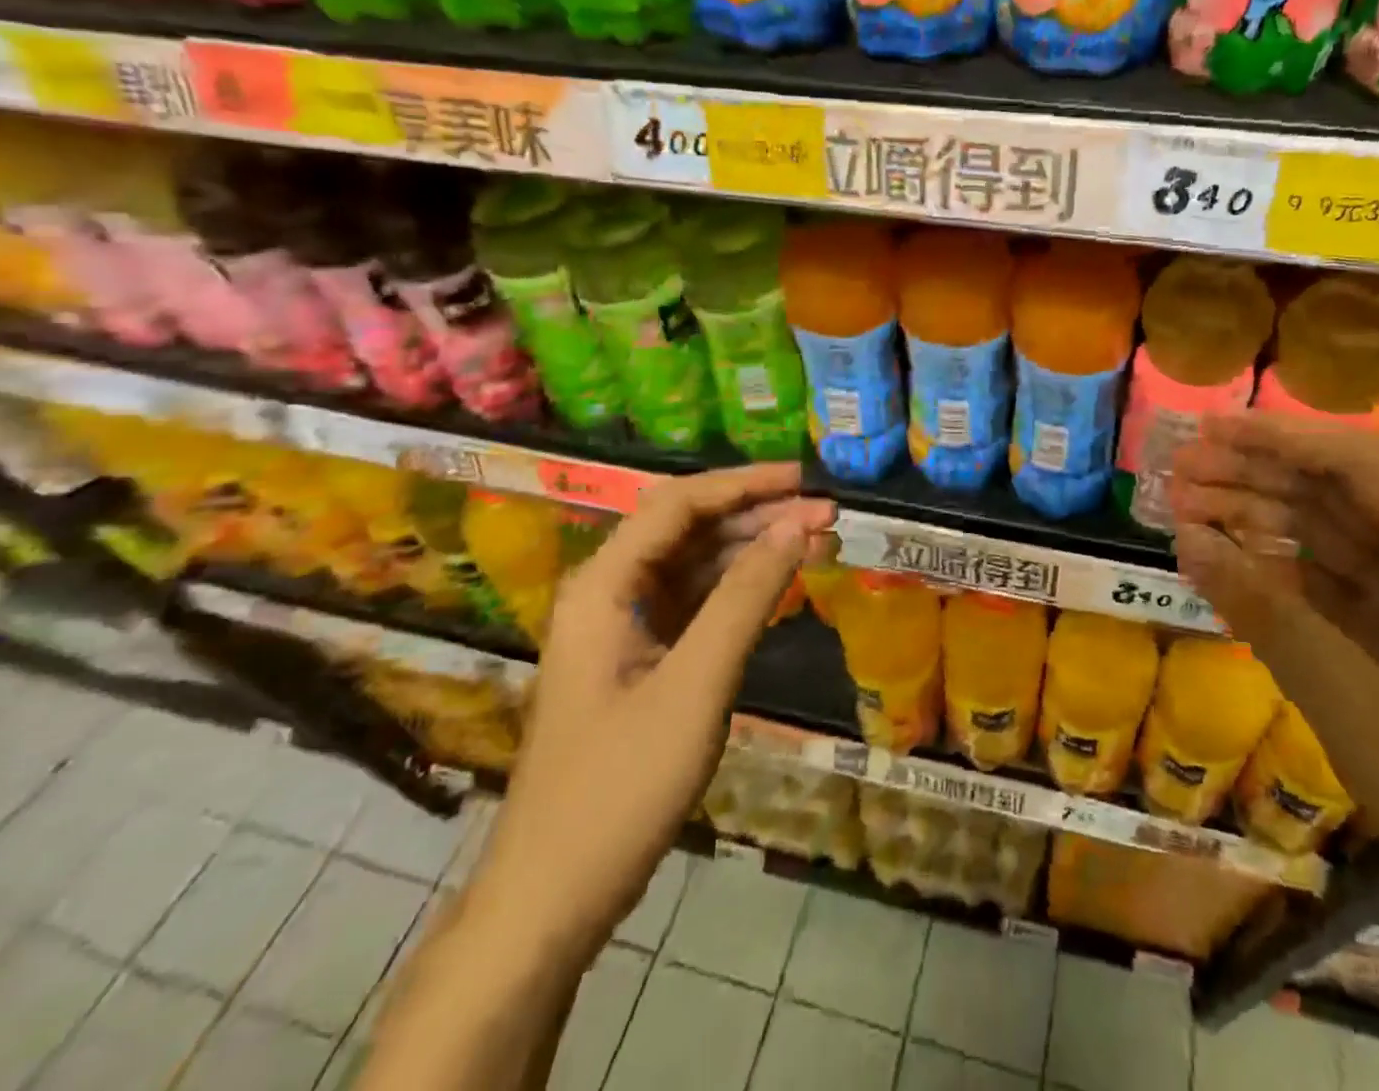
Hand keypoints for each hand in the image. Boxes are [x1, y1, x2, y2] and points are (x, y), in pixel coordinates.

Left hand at [466, 462, 834, 964]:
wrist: (553, 898)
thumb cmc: (621, 786)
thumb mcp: (697, 684)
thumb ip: (747, 597)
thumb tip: (797, 526)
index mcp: (603, 586)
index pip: (678, 503)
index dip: (744, 484)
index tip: (804, 480)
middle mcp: (608, 593)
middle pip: (687, 529)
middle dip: (756, 515)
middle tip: (826, 515)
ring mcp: (622, 628)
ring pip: (694, 565)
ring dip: (752, 550)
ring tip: (815, 542)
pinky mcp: (639, 660)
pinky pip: (694, 604)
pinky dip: (738, 590)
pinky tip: (781, 586)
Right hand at [1167, 412, 1378, 956]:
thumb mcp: (1351, 699)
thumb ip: (1265, 611)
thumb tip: (1186, 539)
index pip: (1357, 466)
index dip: (1278, 440)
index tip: (1207, 430)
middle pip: (1336, 495)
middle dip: (1254, 477)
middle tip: (1177, 473)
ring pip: (1326, 538)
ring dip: (1257, 521)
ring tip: (1184, 511)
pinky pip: (1328, 587)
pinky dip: (1276, 574)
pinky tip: (1226, 563)